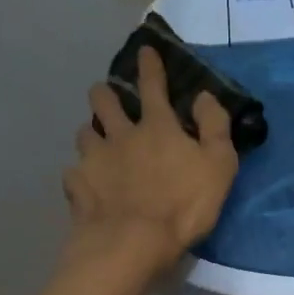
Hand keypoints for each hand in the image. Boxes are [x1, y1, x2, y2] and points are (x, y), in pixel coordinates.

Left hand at [63, 45, 238, 278]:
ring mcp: (94, 160)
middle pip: (103, 101)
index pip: (153, 85)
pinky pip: (74, 174)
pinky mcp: (78, 187)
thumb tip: (203, 96)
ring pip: (84, 133)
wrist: (133, 243)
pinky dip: (81, 176)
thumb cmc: (184, 205)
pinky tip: (86, 185)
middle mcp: (120, 134)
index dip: (150, 65)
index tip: (144, 50)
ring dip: (91, 133)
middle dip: (104, 93)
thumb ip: (215, 126)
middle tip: (107, 98)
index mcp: (157, 126)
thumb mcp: (219, 165)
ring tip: (96, 144)